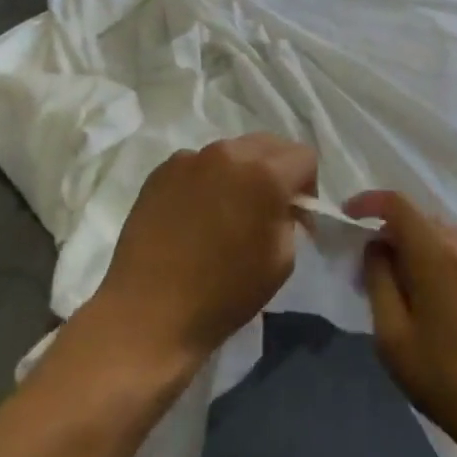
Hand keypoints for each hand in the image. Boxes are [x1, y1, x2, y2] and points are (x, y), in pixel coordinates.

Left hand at [92, 134, 315, 367]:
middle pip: (269, 143)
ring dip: (240, 172)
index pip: (304, 155)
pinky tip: (195, 215)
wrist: (149, 312)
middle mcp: (229, 154)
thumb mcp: (281, 261)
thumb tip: (283, 206)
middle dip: (277, 169)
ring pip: (231, 151)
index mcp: (265, 174)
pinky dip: (207, 180)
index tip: (296, 213)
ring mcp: (190, 158)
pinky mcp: (161, 171)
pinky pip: (197, 164)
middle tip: (267, 207)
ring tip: (226, 210)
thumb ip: (289, 219)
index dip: (307, 184)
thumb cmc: (224, 294)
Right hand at [347, 190, 456, 456]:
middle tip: (369, 271)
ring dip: (414, 248)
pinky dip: (437, 259)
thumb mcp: (393, 336)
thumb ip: (378, 280)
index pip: (398, 203)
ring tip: (400, 289)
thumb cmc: (447, 380)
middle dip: (389, 234)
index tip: (348, 216)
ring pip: (439, 235)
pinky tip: (432, 299)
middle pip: (418, 218)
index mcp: (437, 253)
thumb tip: (376, 246)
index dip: (369, 202)